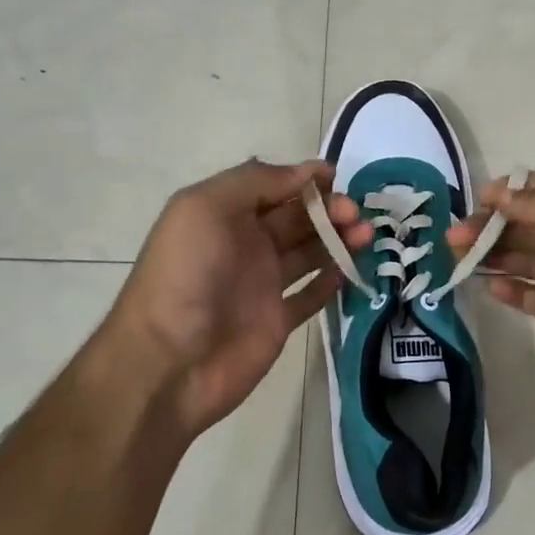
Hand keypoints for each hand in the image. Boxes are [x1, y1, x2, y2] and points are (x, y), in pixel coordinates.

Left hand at [104, 159, 371, 437]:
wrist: (169, 361)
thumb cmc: (186, 274)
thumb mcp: (206, 207)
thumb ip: (255, 182)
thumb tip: (305, 173)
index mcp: (224, 214)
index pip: (273, 186)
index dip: (305, 179)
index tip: (337, 177)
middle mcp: (245, 244)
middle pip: (297, 218)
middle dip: (329, 209)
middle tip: (355, 214)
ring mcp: (262, 284)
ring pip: (310, 253)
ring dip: (339, 240)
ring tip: (366, 237)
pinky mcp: (277, 321)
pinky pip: (311, 295)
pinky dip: (332, 281)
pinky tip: (351, 270)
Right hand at [447, 170, 534, 440]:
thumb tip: (498, 194)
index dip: (510, 191)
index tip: (475, 201)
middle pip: (528, 224)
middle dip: (491, 225)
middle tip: (453, 237)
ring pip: (525, 259)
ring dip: (492, 255)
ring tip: (456, 258)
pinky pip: (532, 296)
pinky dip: (509, 289)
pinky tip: (485, 287)